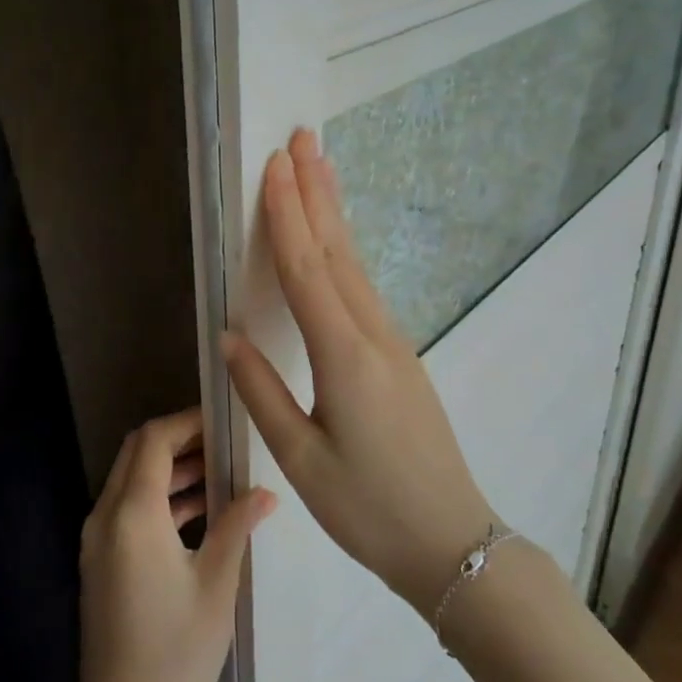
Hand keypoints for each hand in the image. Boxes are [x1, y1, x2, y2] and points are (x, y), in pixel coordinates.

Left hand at [79, 408, 275, 681]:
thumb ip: (236, 527)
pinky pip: (128, 509)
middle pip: (137, 452)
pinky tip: (201, 511)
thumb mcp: (216, 586)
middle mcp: (106, 515)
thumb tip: (265, 492)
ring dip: (171, 469)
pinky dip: (160, 498)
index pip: (153, 439)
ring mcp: (98, 539)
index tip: (224, 421)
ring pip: (132, 480)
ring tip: (222, 474)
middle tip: (225, 443)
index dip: (188, 422)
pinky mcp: (100, 561)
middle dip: (179, 440)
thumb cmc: (177, 654)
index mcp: (132, 513)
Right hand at [221, 127, 503, 618]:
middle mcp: (373, 336)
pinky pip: (365, 288)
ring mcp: (393, 343)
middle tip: (303, 139)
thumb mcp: (302, 459)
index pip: (307, 271)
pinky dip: (346, 251)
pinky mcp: (400, 356)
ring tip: (321, 169)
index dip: (288, 216)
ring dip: (335, 214)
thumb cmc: (368, 508)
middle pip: (338, 251)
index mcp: (344, 357)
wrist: (452, 542)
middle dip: (317, 193)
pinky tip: (339, 241)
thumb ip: (262, 391)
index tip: (276, 167)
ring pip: (356, 265)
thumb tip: (229, 335)